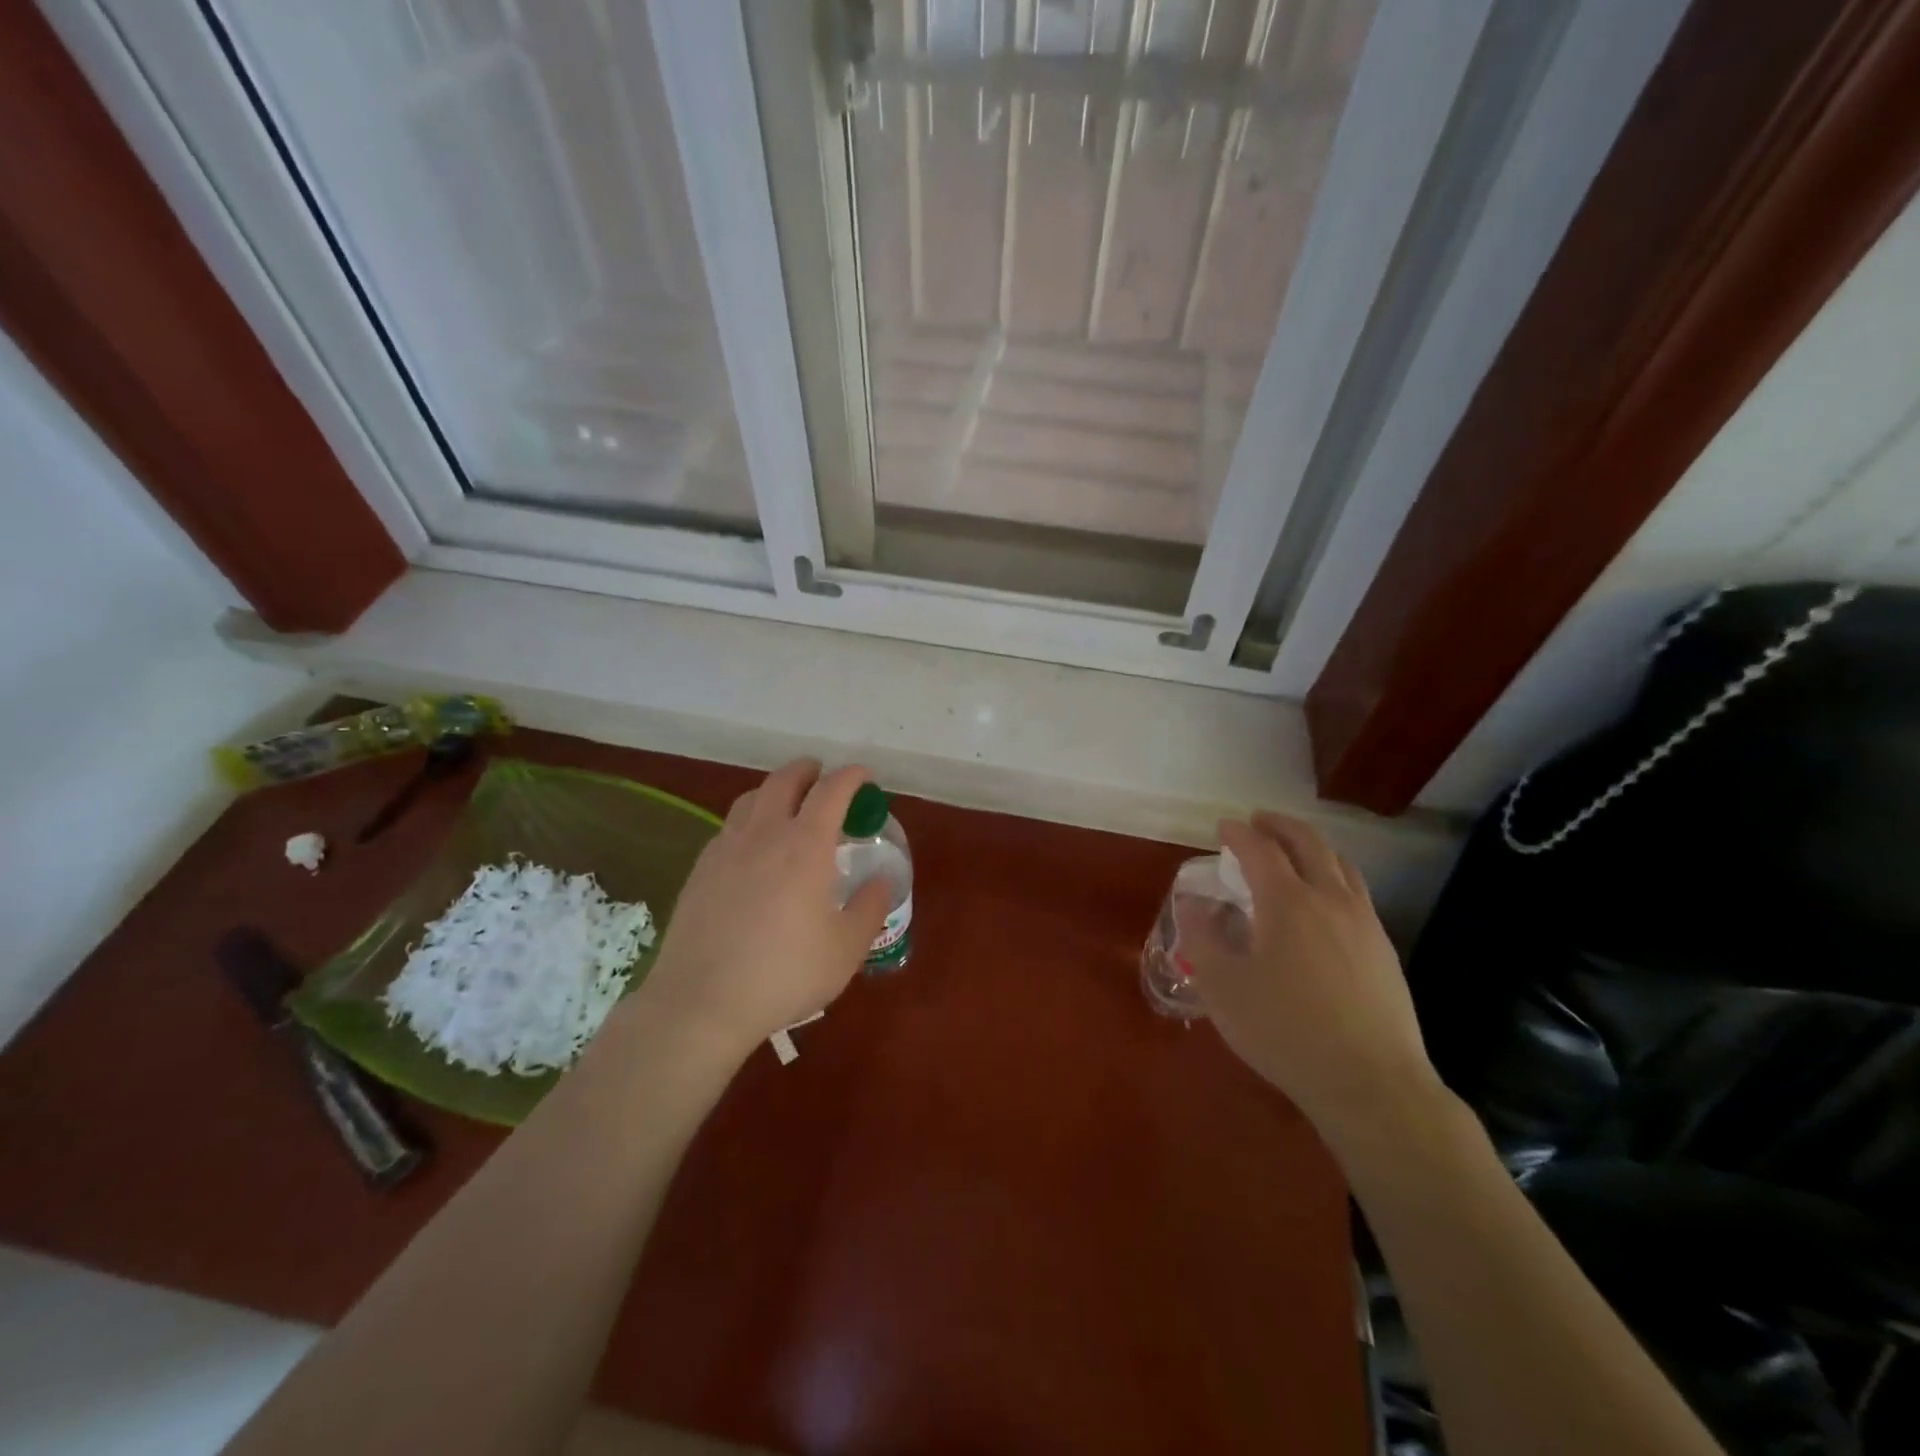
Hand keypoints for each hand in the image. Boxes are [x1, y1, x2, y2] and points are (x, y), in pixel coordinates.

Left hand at [634, 760, 890, 1058]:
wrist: (702, 1002)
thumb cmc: (785, 974)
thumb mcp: (846, 948)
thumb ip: (869, 908)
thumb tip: (882, 881)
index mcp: (805, 845)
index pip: (832, 790)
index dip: (852, 776)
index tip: (865, 776)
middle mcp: (764, 834)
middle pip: (785, 780)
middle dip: (809, 770)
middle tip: (824, 779)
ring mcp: (726, 848)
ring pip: (751, 798)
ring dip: (776, 790)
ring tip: (788, 806)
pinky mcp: (700, 869)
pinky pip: (729, 826)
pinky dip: (749, 819)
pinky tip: (753, 847)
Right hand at [1179, 812, 1444, 1146]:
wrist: (1370, 1083)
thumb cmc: (1285, 1030)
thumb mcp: (1222, 987)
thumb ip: (1202, 937)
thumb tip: (1193, 903)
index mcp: (1287, 901)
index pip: (1260, 849)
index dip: (1238, 833)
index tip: (1223, 826)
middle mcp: (1330, 899)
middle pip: (1308, 843)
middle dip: (1280, 825)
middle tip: (1258, 821)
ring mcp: (1364, 922)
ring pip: (1340, 864)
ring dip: (1311, 846)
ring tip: (1292, 851)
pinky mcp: (1383, 949)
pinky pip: (1356, 891)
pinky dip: (1333, 875)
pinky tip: (1323, 901)